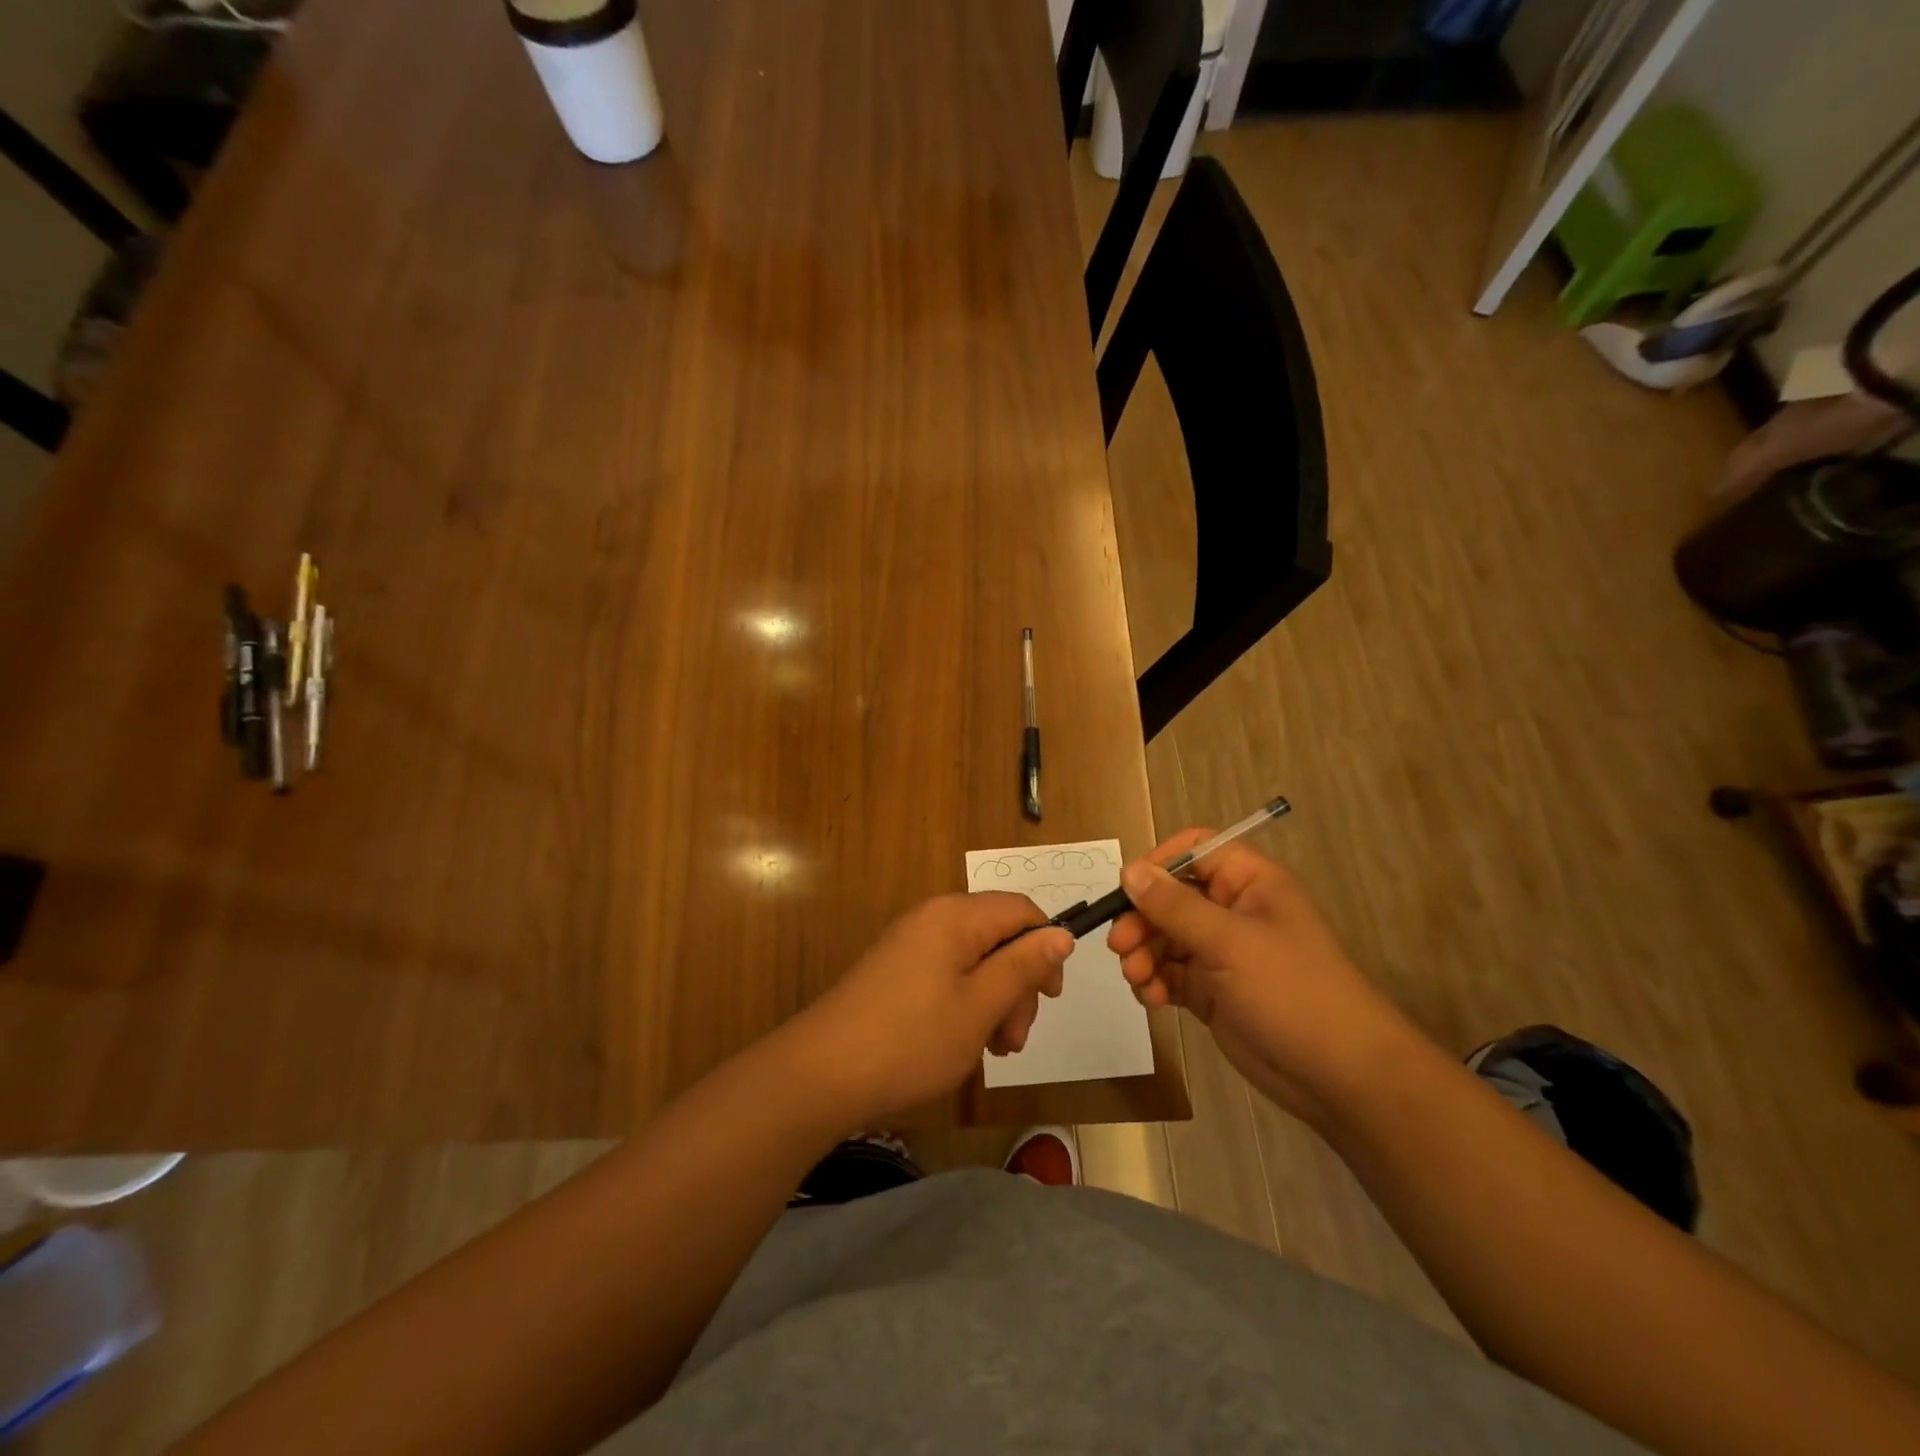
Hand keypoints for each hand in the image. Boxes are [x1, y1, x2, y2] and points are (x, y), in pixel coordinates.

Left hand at [791, 894, 1073, 1126]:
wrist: (821, 1074)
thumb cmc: (912, 1039)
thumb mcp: (980, 1006)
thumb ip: (1023, 966)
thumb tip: (1060, 934)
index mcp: (955, 916)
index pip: (1021, 909)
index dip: (1045, 947)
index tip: (1050, 997)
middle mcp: (932, 919)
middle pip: (998, 936)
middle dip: (1017, 985)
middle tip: (1013, 1040)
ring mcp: (910, 945)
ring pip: (974, 961)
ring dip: (994, 1001)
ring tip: (991, 1051)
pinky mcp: (895, 971)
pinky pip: (947, 975)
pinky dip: (965, 1005)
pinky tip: (962, 1044)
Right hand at [1106, 830, 1416, 1123]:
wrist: (1340, 1076)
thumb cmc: (1291, 991)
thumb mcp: (1229, 942)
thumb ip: (1175, 906)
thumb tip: (1130, 871)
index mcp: (1249, 883)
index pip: (1195, 851)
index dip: (1159, 864)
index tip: (1128, 889)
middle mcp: (1232, 911)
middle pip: (1170, 897)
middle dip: (1142, 920)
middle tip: (1120, 946)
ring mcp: (1221, 953)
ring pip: (1164, 938)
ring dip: (1143, 954)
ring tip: (1137, 979)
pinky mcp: (1211, 991)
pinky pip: (1170, 973)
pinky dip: (1154, 982)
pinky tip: (1151, 998)